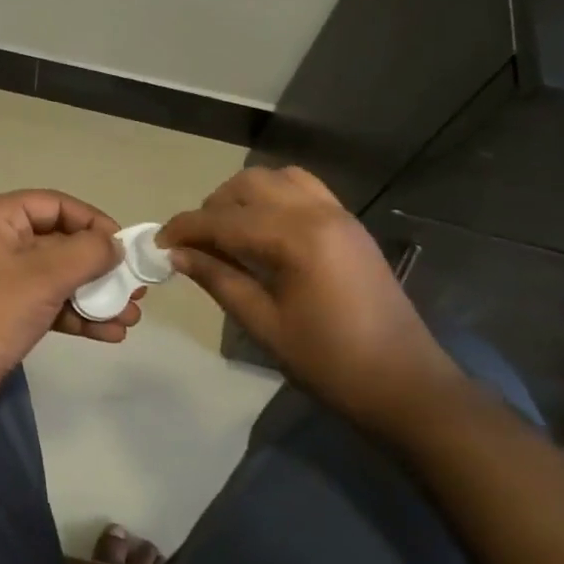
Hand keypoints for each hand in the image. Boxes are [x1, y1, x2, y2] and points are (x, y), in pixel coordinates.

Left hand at [0, 190, 145, 424]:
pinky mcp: (7, 310)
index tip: (124, 246)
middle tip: (135, 285)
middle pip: (60, 242)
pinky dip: (77, 314)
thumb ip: (87, 253)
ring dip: (95, 295)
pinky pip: (49, 302)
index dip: (93, 221)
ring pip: (58, 276)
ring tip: (131, 315)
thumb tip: (115, 245)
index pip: (55, 204)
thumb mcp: (45, 276)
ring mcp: (2, 278)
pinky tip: (110, 333)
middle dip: (100, 266)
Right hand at [161, 167, 462, 431]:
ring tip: (229, 232)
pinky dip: (274, 197)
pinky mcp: (349, 224)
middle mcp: (317, 212)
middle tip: (195, 243)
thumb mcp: (265, 325)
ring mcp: (338, 213)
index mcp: (296, 238)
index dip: (185, 228)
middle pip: (249, 185)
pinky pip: (304, 189)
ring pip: (277, 179)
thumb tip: (177, 254)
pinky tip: (264, 230)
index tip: (158, 242)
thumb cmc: (330, 363)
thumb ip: (219, 279)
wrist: (406, 385)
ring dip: (244, 196)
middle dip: (214, 207)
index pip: (225, 219)